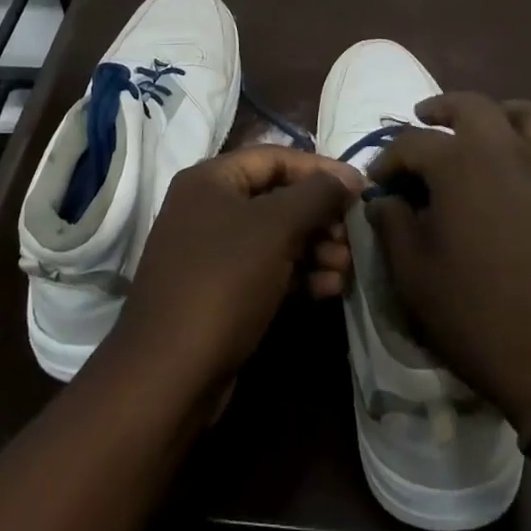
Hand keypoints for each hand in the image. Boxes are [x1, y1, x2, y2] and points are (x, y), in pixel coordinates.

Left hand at [112, 146, 363, 393]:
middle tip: (351, 237)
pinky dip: (298, 274)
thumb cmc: (224, 282)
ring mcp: (211, 252)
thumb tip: (349, 177)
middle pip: (277, 198)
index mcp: (210, 179)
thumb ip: (317, 195)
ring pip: (276, 237)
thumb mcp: (276, 228)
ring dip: (315, 248)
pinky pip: (266, 269)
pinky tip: (329, 289)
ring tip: (345, 268)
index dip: (320, 169)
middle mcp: (207, 208)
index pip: (275, 157)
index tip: (360, 189)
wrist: (169, 373)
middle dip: (320, 216)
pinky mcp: (219, 291)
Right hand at [367, 93, 530, 430]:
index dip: (388, 159)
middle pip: (473, 106)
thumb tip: (384, 201)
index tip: (376, 181)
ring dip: (504, 113)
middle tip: (425, 121)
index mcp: (459, 165)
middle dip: (442, 109)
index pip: (412, 143)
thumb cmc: (478, 317)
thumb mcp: (414, 276)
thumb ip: (393, 226)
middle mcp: (507, 152)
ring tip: (488, 127)